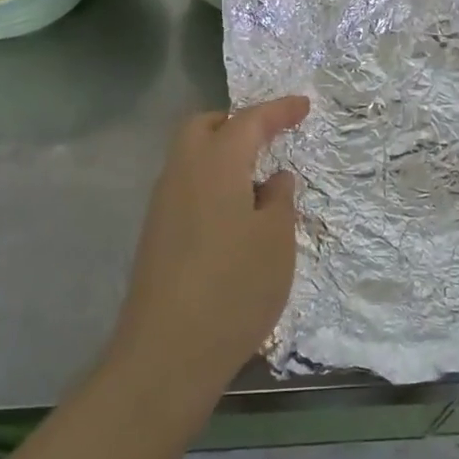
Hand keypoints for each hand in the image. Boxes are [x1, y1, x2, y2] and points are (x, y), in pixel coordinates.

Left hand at [107, 97, 310, 401]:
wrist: (166, 353)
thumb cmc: (234, 288)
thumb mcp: (276, 242)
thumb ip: (279, 201)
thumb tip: (274, 179)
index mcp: (215, 164)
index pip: (249, 121)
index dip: (278, 110)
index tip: (303, 105)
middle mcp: (182, 174)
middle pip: (204, 127)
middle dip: (237, 122)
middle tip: (269, 137)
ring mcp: (163, 205)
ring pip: (190, 157)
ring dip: (222, 154)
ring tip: (257, 180)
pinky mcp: (156, 235)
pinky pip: (186, 187)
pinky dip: (211, 183)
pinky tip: (234, 216)